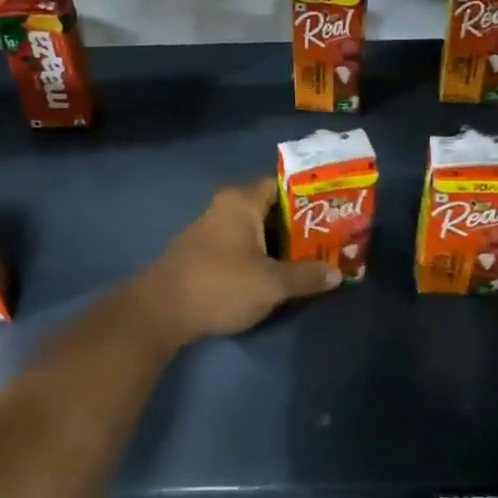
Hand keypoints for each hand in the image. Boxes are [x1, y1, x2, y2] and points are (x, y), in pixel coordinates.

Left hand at [132, 179, 340, 345]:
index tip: (334, 209)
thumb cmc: (220, 285)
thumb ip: (306, 276)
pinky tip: (277, 273)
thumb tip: (337, 273)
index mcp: (241, 201)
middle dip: (299, 224)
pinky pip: (241, 247)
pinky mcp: (203, 254)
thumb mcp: (272, 284)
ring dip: (280, 243)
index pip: (282, 185)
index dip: (310, 195)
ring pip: (255, 230)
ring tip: (312, 258)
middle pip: (271, 209)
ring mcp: (210, 231)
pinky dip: (260, 256)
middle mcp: (225, 208)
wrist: (161, 312)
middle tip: (330, 237)